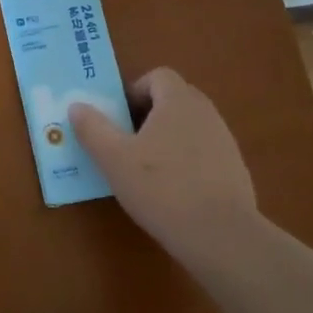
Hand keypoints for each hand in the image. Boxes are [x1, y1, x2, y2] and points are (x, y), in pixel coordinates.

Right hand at [69, 68, 258, 267]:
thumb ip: (93, 128)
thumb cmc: (162, 188)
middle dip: (148, 114)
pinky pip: (203, 152)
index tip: (119, 119)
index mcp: (178, 101)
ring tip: (147, 169)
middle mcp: (206, 112)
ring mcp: (225, 141)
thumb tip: (77, 106)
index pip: (158, 76)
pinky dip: (186, 161)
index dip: (134, 91)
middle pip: (173, 99)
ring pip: (188, 126)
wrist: (222, 236)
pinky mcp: (235, 169)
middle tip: (126, 142)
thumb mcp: (114, 159)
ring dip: (166, 138)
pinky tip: (173, 191)